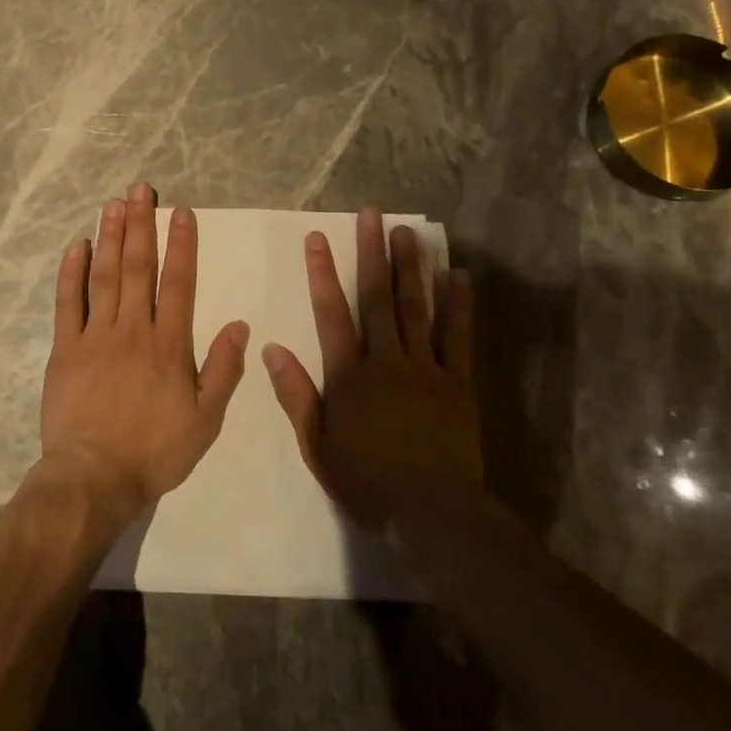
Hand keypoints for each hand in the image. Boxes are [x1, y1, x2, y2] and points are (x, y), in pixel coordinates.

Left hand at [39, 183, 249, 516]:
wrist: (94, 477)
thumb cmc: (155, 451)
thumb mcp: (205, 419)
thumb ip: (223, 370)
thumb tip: (240, 326)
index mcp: (169, 344)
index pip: (179, 283)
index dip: (181, 244)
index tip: (180, 211)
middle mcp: (133, 329)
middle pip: (139, 267)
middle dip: (141, 224)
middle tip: (140, 189)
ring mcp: (96, 336)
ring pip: (105, 276)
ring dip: (110, 237)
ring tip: (113, 204)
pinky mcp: (66, 348)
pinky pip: (69, 303)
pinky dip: (72, 273)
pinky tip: (77, 246)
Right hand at [263, 208, 481, 531]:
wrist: (433, 515)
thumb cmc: (367, 482)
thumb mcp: (317, 446)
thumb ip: (296, 394)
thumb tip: (272, 348)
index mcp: (349, 375)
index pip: (332, 313)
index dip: (323, 273)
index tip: (318, 238)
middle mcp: (387, 360)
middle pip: (378, 297)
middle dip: (372, 253)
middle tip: (372, 214)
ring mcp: (426, 368)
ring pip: (416, 307)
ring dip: (411, 267)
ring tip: (407, 232)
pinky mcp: (458, 382)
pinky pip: (459, 336)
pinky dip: (458, 304)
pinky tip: (458, 275)